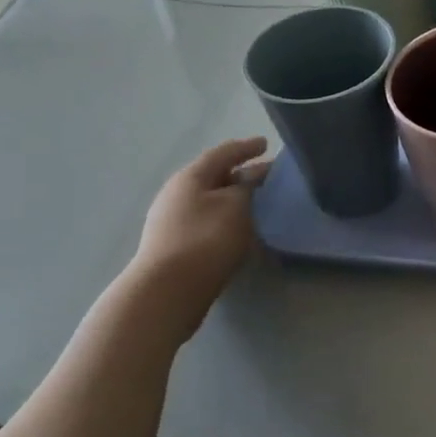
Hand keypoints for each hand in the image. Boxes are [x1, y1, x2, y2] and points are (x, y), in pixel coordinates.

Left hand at [132, 138, 270, 314]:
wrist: (167, 292)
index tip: (267, 144)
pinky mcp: (175, 246)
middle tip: (268, 175)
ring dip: (233, 198)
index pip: (223, 153)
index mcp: (190, 177)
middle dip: (241, 174)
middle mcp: (177, 193)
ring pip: (210, 200)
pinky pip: (206, 220)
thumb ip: (248, 186)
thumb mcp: (236, 206)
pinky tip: (240, 228)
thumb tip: (254, 175)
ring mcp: (172, 221)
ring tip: (258, 202)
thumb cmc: (206, 239)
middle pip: (214, 176)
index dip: (246, 148)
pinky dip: (226, 217)